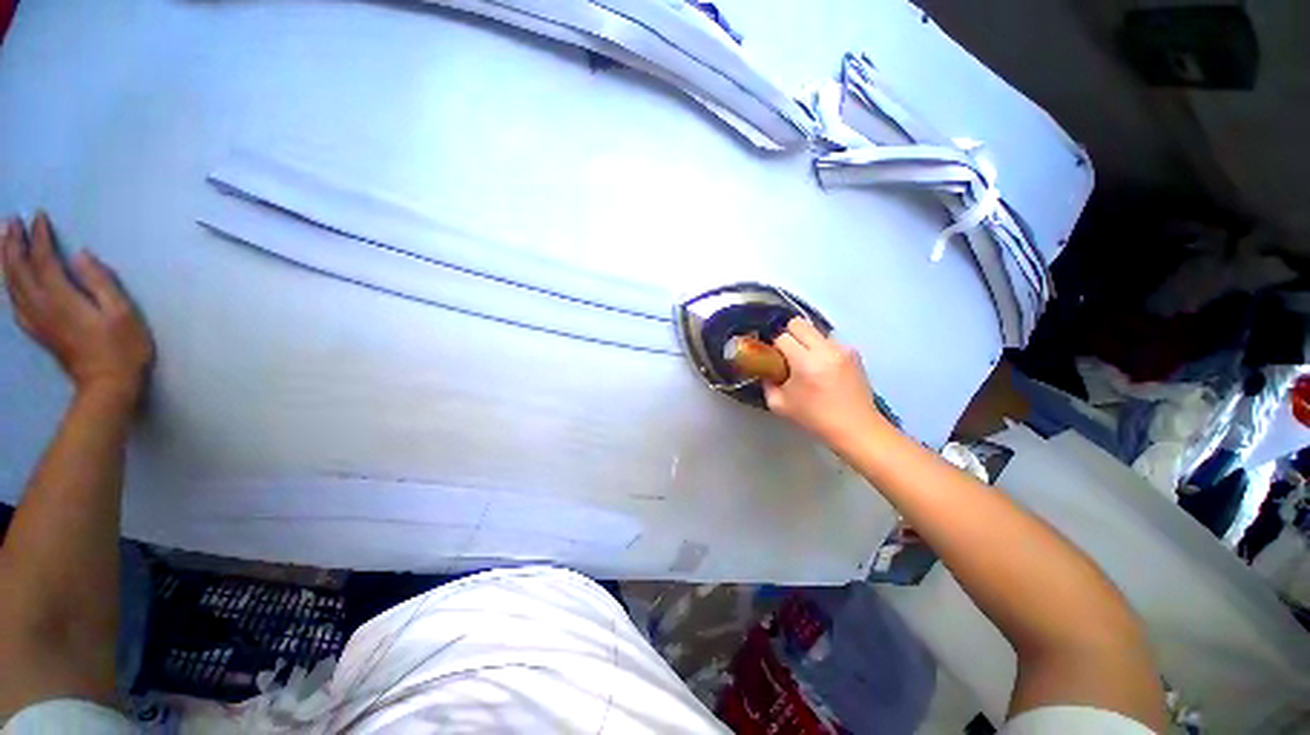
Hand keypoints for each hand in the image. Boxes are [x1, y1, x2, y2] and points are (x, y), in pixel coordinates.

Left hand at [2, 213, 153, 400]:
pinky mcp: (38, 331)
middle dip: (13, 244)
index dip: (39, 237)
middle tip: (11, 221)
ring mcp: (37, 321)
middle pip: (19, 270)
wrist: (108, 385)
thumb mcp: (122, 312)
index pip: (44, 260)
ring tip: (4, 242)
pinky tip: (9, 281)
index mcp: (61, 298)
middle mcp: (41, 306)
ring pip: (11, 286)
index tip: (39, 216)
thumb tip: (82, 255)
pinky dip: (8, 287)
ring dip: (5, 261)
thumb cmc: (122, 347)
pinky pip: (15, 304)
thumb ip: (101, 282)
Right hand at [764, 317, 887, 447]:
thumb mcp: (779, 404)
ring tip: (808, 363)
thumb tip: (765, 371)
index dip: (775, 346)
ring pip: (816, 331)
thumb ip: (767, 384)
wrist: (855, 427)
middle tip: (788, 354)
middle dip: (789, 335)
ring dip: (808, 342)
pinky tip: (824, 368)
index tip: (774, 359)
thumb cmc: (814, 418)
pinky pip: (830, 341)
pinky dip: (823, 349)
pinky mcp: (854, 352)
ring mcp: (842, 349)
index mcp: (805, 362)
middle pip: (799, 323)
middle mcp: (825, 349)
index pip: (782, 337)